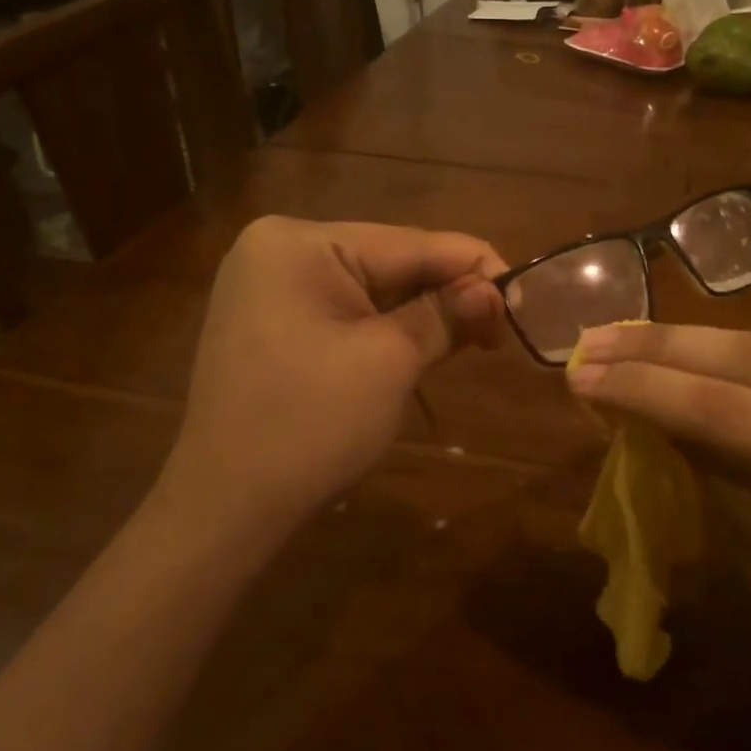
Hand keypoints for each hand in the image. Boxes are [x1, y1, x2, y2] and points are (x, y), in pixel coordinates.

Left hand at [157, 217, 506, 547]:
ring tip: (475, 338)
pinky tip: (425, 343)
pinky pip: (345, 311)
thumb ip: (446, 314)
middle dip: (448, 293)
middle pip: (390, 261)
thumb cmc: (311, 426)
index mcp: (300, 243)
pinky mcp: (271, 322)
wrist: (226, 509)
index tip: (524, 297)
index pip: (410, 242)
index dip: (474, 266)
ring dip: (422, 313)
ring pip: (371, 288)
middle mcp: (279, 249)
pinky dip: (388, 328)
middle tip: (501, 329)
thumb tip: (496, 290)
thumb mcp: (390, 362)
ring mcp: (269, 287)